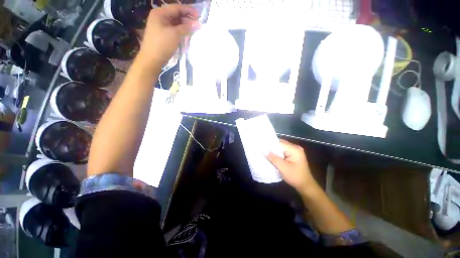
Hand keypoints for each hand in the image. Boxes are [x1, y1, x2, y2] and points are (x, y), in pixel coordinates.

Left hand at [137, 5, 199, 67]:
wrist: (152, 59)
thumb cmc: (162, 44)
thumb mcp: (175, 35)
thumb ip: (187, 28)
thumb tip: (198, 24)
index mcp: (160, 13)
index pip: (176, 8)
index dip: (188, 10)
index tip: (199, 15)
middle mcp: (159, 17)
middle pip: (176, 15)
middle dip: (187, 19)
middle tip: (197, 24)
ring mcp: (160, 26)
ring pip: (175, 23)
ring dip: (184, 26)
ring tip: (194, 30)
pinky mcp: (163, 34)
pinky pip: (173, 29)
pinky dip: (180, 31)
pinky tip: (187, 34)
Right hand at [266, 140, 318, 194]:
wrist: (305, 186)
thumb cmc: (295, 177)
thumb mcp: (283, 168)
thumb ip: (273, 158)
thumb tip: (264, 151)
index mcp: (294, 149)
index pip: (279, 143)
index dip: (270, 145)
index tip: (261, 146)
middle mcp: (295, 148)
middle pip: (280, 144)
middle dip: (271, 147)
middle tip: (261, 149)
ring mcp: (294, 151)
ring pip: (280, 148)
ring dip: (273, 151)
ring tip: (264, 152)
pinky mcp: (293, 155)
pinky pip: (282, 151)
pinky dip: (277, 153)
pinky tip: (271, 156)